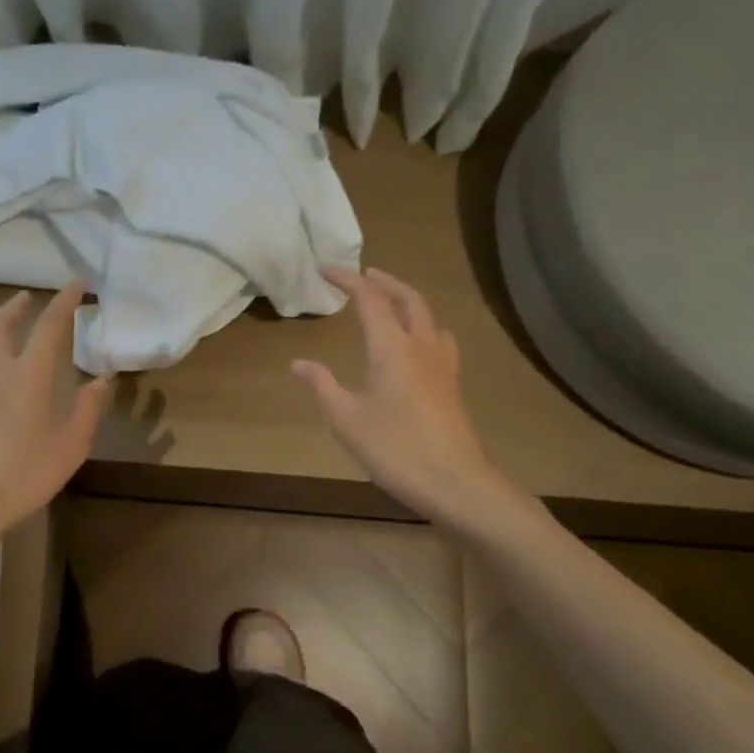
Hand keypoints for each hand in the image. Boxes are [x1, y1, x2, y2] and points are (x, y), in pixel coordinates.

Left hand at [0, 285, 109, 558]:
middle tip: (27, 298)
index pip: (48, 326)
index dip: (63, 302)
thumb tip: (100, 379)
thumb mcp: (70, 446)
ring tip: (2, 331)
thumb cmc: (22, 474)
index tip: (75, 284)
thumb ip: (87, 409)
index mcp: (27, 375)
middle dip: (15, 307)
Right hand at [292, 266, 517, 530]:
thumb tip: (299, 363)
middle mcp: (421, 347)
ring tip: (390, 303)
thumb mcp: (346, 420)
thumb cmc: (394, 450)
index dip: (348, 279)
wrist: (454, 483)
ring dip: (407, 300)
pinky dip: (423, 326)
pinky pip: (439, 339)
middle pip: (408, 298)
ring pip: (429, 317)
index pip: (370, 299)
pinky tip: (416, 346)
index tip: (326, 269)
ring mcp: (443, 365)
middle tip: (363, 275)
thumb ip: (322, 386)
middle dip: (384, 281)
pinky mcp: (452, 384)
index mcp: (392, 348)